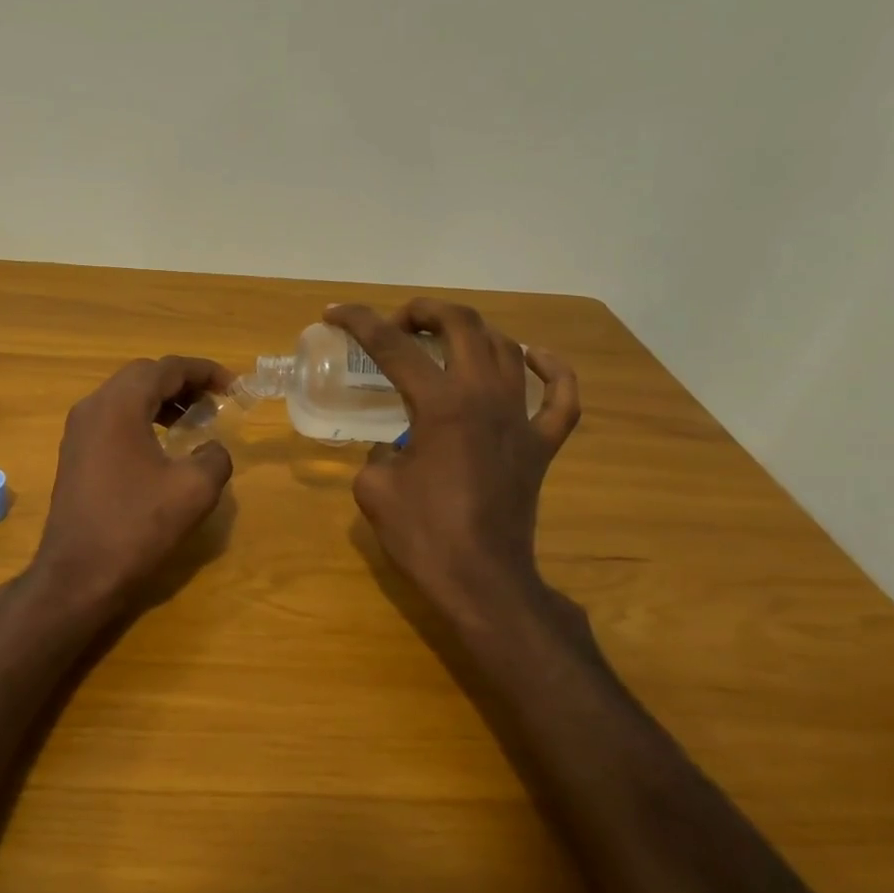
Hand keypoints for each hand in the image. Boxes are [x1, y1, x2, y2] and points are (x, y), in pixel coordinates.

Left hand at [27, 356, 236, 621]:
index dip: (205, 371)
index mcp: (119, 405)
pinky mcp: (74, 454)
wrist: (77, 575)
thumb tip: (211, 448)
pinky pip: (112, 419)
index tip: (234, 386)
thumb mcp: (193, 491)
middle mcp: (93, 407)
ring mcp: (78, 431)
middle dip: (182, 382)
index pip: (167, 368)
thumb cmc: (135, 527)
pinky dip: (142, 418)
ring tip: (193, 421)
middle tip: (215, 401)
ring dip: (161, 400)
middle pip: (143, 375)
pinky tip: (162, 445)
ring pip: (125, 396)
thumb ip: (214, 457)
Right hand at [326, 300, 580, 629]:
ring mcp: (521, 420)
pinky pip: (559, 397)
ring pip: (506, 348)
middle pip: (463, 326)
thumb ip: (379, 453)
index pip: (393, 347)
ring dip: (472, 331)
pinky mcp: (541, 445)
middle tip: (398, 324)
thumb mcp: (374, 488)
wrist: (482, 581)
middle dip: (425, 311)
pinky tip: (533, 356)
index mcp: (441, 405)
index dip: (359, 322)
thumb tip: (396, 448)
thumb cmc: (423, 536)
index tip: (335, 312)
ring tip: (444, 339)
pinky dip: (550, 369)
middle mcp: (485, 398)